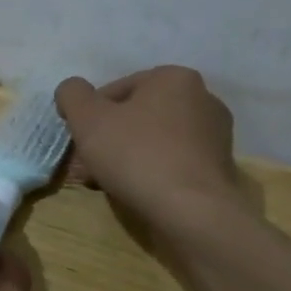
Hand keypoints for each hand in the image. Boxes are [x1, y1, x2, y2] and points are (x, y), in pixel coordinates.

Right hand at [55, 68, 248, 227]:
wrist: (193, 212)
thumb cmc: (137, 155)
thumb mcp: (87, 118)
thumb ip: (72, 94)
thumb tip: (72, 91)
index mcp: (173, 78)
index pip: (116, 90)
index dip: (89, 116)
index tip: (79, 142)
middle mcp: (201, 99)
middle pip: (135, 117)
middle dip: (107, 140)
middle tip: (86, 166)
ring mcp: (215, 136)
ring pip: (152, 141)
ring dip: (125, 158)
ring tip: (104, 183)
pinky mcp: (218, 169)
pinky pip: (172, 163)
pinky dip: (150, 173)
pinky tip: (133, 193)